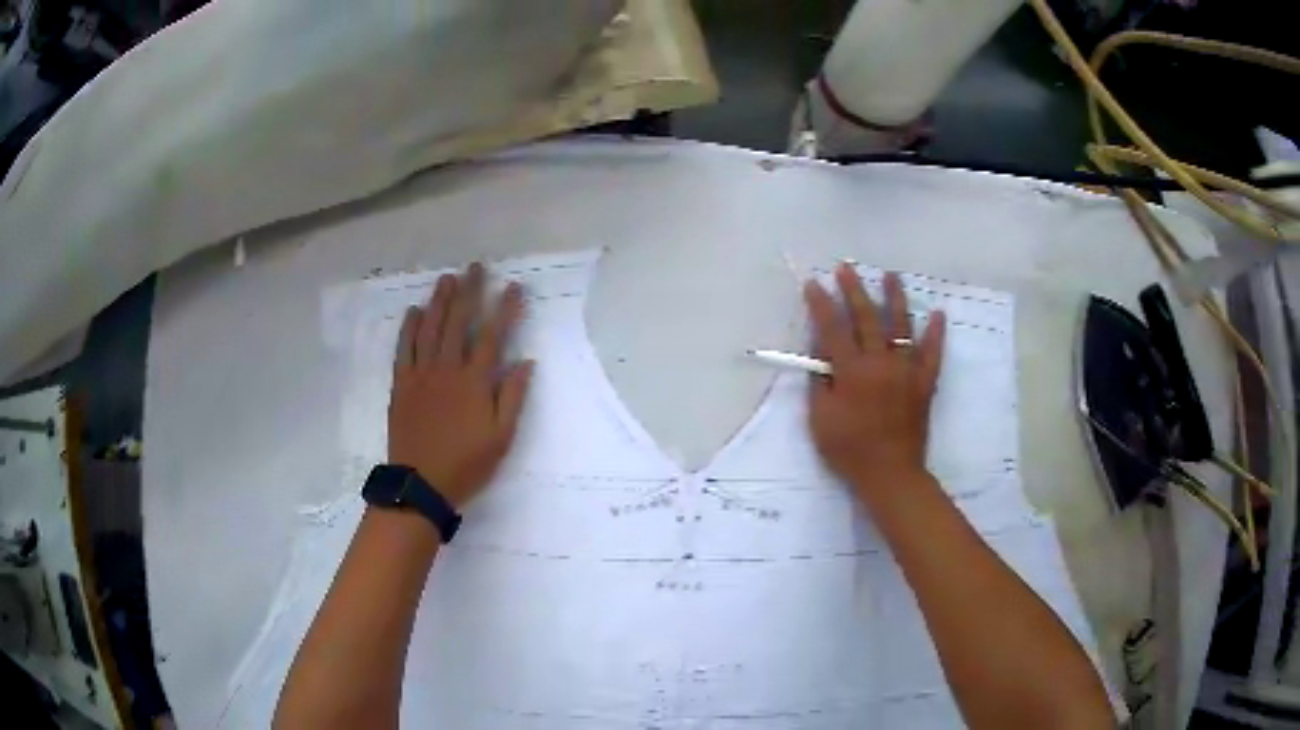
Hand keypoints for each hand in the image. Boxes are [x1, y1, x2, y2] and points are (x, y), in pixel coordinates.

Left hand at [388, 263, 533, 508]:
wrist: (420, 484)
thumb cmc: (466, 464)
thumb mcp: (501, 437)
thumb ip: (512, 397)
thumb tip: (525, 362)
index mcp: (474, 382)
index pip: (493, 335)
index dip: (504, 309)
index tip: (513, 286)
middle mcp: (447, 369)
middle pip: (458, 322)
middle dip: (469, 292)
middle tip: (475, 267)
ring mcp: (421, 374)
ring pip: (430, 329)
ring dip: (439, 301)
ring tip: (446, 279)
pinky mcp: (402, 384)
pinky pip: (404, 349)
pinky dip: (409, 328)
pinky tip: (414, 312)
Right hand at [804, 264, 945, 499]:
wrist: (889, 473)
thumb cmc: (848, 449)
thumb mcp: (819, 418)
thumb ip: (819, 382)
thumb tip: (820, 353)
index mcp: (851, 371)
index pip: (833, 328)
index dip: (821, 304)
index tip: (814, 283)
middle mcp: (880, 362)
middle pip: (866, 318)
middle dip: (855, 290)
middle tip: (847, 267)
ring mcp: (906, 370)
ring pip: (902, 326)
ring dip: (896, 298)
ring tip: (892, 275)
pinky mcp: (924, 382)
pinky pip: (932, 353)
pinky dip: (936, 333)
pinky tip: (938, 314)